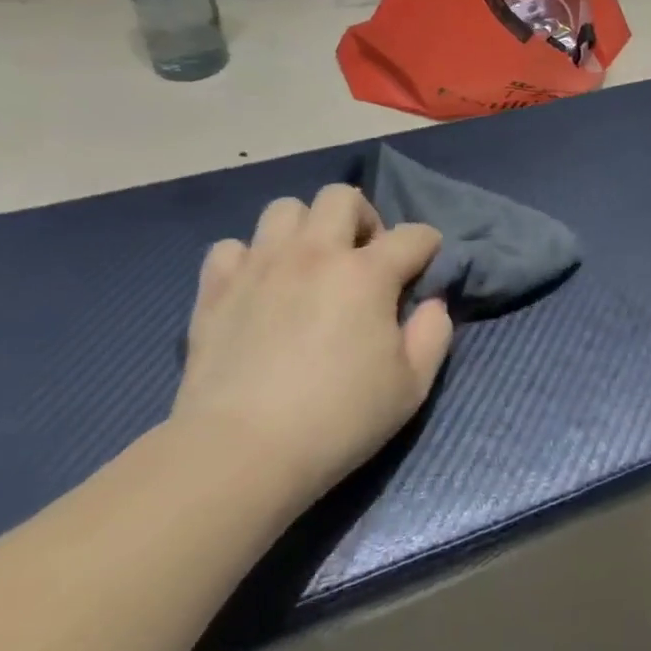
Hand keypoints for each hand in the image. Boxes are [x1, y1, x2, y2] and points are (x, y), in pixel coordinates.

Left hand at [174, 185, 452, 506]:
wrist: (241, 453)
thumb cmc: (338, 420)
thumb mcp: (412, 386)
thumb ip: (434, 334)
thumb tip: (432, 303)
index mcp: (367, 273)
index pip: (413, 235)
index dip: (428, 246)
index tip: (425, 268)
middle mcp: (314, 253)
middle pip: (342, 197)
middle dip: (363, 219)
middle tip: (363, 260)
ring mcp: (260, 266)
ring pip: (284, 209)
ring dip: (305, 229)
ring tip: (309, 266)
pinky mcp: (216, 288)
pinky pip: (232, 247)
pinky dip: (250, 259)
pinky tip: (259, 288)